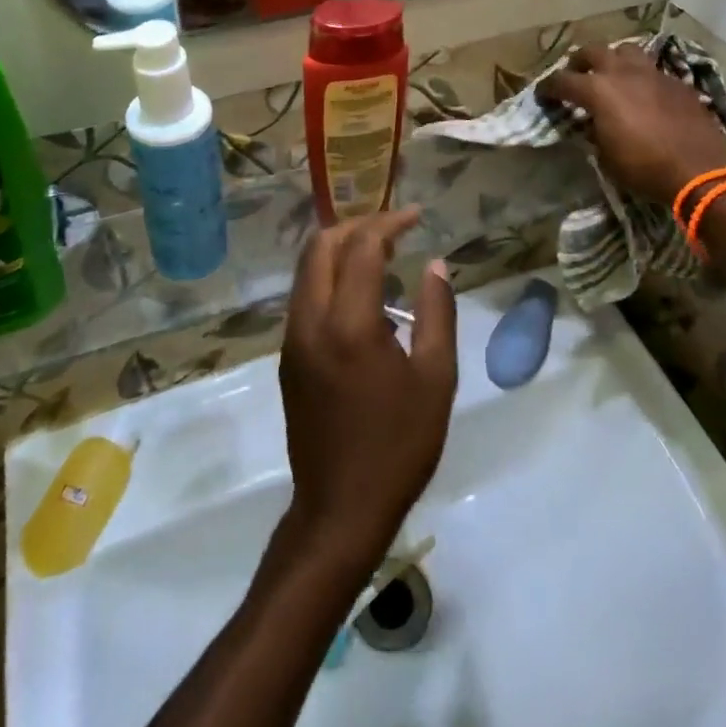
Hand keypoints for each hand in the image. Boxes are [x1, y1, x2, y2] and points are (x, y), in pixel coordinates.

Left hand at [280, 209, 456, 567]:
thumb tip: (435, 265)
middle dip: (358, 225)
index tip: (416, 216)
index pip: (362, 247)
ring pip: (307, 268)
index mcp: (349, 324)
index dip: (389, 222)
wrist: (339, 510)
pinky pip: (305, 294)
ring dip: (340, 247)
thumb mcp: (435, 380)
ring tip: (381, 252)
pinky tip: (362, 293)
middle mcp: (311, 320)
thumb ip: (437, 313)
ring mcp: (293, 338)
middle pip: (322, 246)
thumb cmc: (397, 446)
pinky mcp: (288, 356)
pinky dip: (330, 274)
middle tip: (395, 228)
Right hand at [539, 44, 725, 206]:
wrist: (701, 169)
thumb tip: (591, 122)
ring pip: (625, 50)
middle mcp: (622, 72)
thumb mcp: (606, 156)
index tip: (543, 94)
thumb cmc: (645, 168)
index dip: (548, 87)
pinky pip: (651, 69)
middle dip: (579, 62)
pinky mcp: (676, 81)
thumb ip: (594, 131)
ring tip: (611, 74)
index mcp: (598, 90)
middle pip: (592, 51)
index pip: (562, 81)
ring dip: (613, 59)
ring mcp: (652, 73)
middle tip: (576, 75)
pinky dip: (640, 76)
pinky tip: (643, 92)